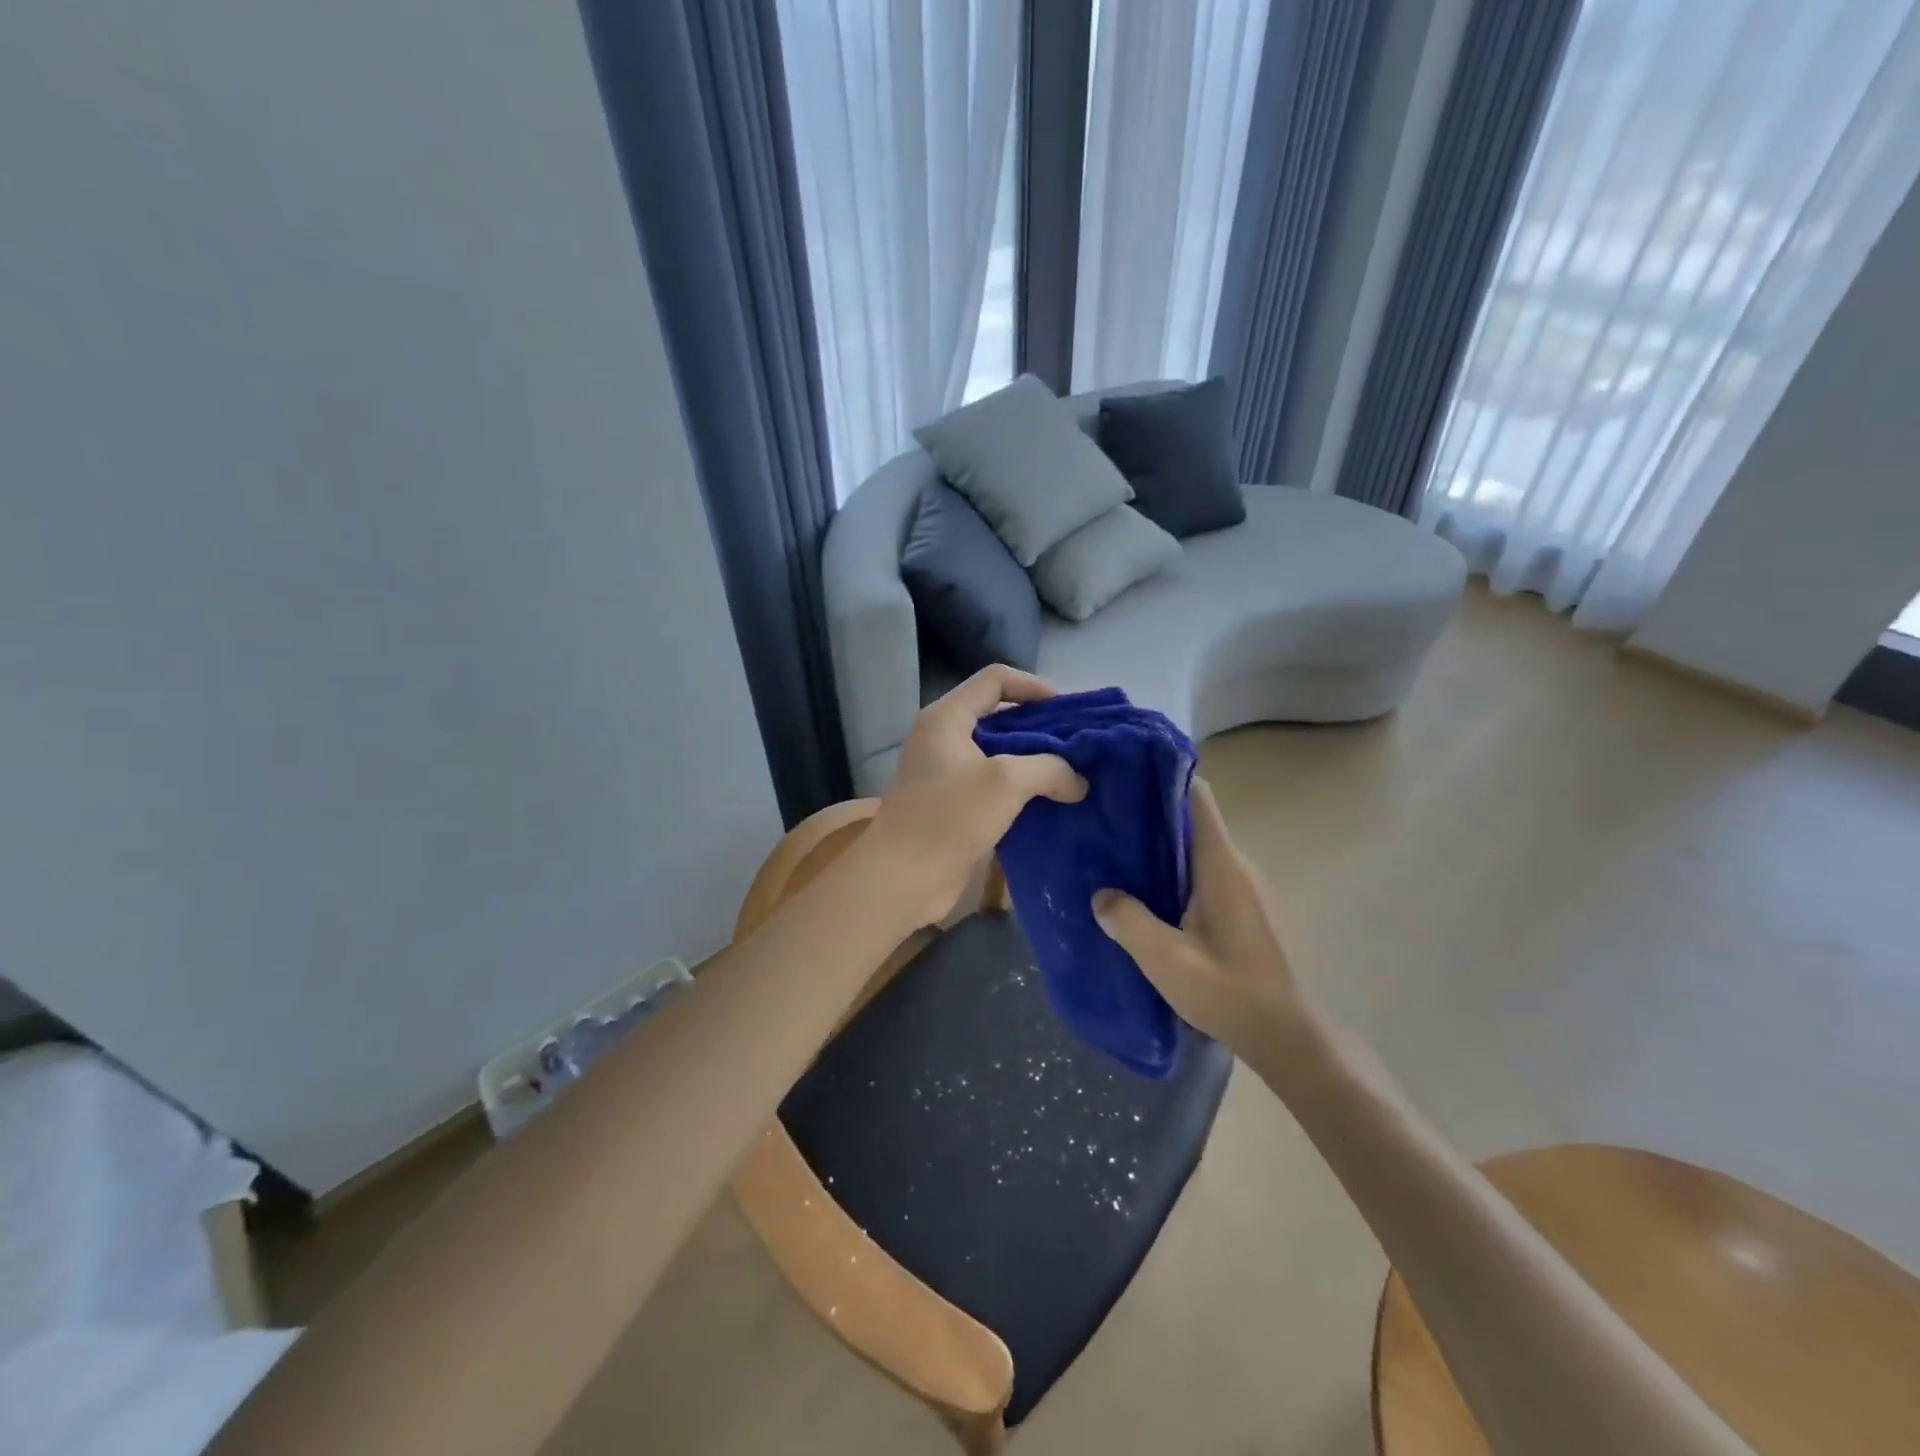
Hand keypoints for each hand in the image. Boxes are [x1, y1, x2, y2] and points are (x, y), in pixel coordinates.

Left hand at [868, 665, 1085, 922]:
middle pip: (998, 714)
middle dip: (1039, 726)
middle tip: (1077, 745)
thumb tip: (1078, 780)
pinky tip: (1050, 802)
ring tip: (1071, 774)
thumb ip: (1050, 768)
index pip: (995, 679)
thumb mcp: (1006, 782)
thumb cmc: (949, 817)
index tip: (1068, 710)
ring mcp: (945, 772)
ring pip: (997, 752)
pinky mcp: (951, 804)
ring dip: (1033, 760)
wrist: (902, 878)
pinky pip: (992, 784)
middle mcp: (943, 737)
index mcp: (947, 717)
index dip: (1034, 686)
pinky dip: (1020, 788)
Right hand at [1091, 778, 1304, 1062]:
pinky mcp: (1250, 909)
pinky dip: (1180, 874)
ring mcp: (1249, 888)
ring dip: (1165, 850)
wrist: (1289, 1038)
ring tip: (1120, 860)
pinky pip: (1209, 875)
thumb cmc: (1229, 992)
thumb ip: (1128, 921)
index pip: (1198, 798)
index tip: (1125, 777)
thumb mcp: (1166, 960)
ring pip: (1200, 851)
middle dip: (1153, 818)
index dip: (1164, 779)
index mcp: (1222, 865)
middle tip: (1107, 824)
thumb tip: (1101, 894)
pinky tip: (1152, 898)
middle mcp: (1239, 866)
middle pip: (1194, 822)